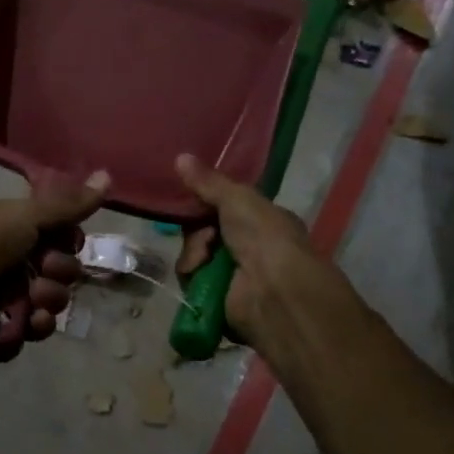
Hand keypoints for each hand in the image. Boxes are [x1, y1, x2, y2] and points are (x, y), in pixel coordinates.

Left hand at [0, 171, 109, 359]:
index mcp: (13, 233)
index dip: (69, 244)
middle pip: (59, 275)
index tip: (67, 241)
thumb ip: (68, 204)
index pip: (59, 241)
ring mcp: (2, 300)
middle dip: (59, 274)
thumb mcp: (25, 215)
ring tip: (31, 301)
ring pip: (47, 308)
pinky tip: (19, 324)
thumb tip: (108, 176)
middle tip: (45, 270)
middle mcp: (10, 264)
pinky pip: (25, 335)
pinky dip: (24, 330)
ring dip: (46, 303)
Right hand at [174, 154, 321, 344]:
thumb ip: (208, 181)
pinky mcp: (218, 297)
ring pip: (194, 255)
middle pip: (203, 231)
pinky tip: (201, 276)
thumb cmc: (263, 236)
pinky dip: (193, 275)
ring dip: (194, 254)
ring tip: (204, 260)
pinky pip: (192, 279)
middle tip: (205, 235)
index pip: (223, 207)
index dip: (204, 202)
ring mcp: (233, 273)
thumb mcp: (237, 198)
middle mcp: (249, 246)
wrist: (273, 289)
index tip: (190, 198)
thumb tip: (180, 156)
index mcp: (261, 220)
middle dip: (197, 231)